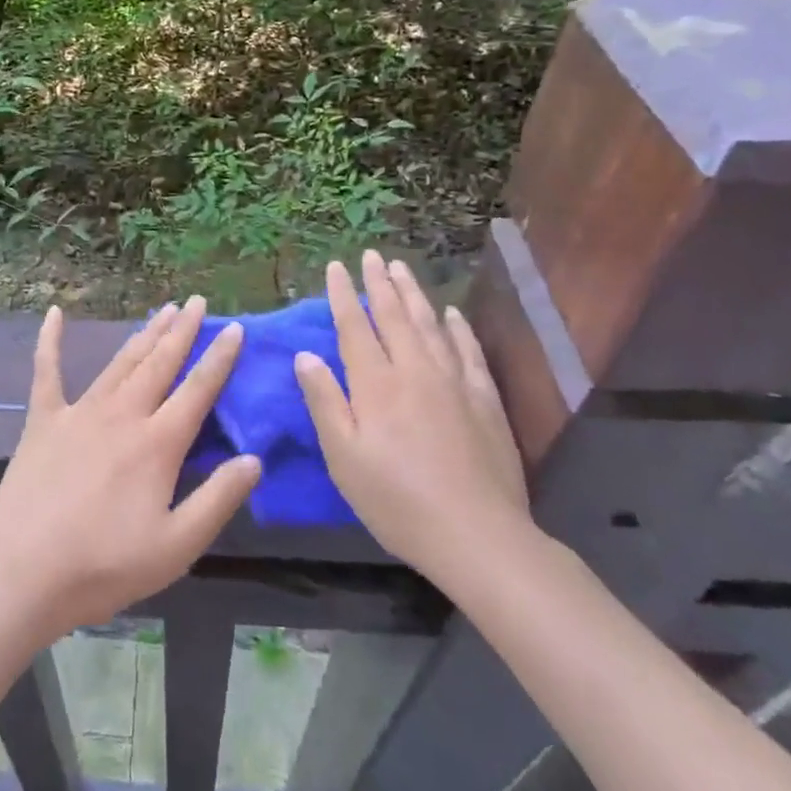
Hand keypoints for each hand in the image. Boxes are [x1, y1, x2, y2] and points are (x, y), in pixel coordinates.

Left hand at [0, 298, 260, 640]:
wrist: (22, 572)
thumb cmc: (104, 565)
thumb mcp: (177, 546)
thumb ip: (218, 499)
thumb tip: (254, 459)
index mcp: (157, 443)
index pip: (198, 389)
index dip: (219, 357)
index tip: (235, 328)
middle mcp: (122, 414)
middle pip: (160, 363)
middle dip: (182, 331)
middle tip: (196, 302)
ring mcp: (80, 412)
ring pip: (120, 362)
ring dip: (144, 334)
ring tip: (162, 310)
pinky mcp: (43, 421)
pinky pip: (47, 371)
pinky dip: (50, 341)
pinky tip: (54, 313)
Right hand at [296, 251, 530, 573]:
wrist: (477, 535)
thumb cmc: (397, 501)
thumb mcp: (344, 458)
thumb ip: (325, 401)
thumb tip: (305, 355)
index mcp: (376, 384)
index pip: (355, 327)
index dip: (343, 295)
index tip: (335, 267)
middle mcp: (415, 371)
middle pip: (395, 316)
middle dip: (379, 283)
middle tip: (371, 255)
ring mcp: (455, 382)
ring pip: (430, 324)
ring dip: (414, 293)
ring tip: (401, 269)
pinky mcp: (485, 399)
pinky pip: (468, 350)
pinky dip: (457, 327)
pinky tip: (451, 313)